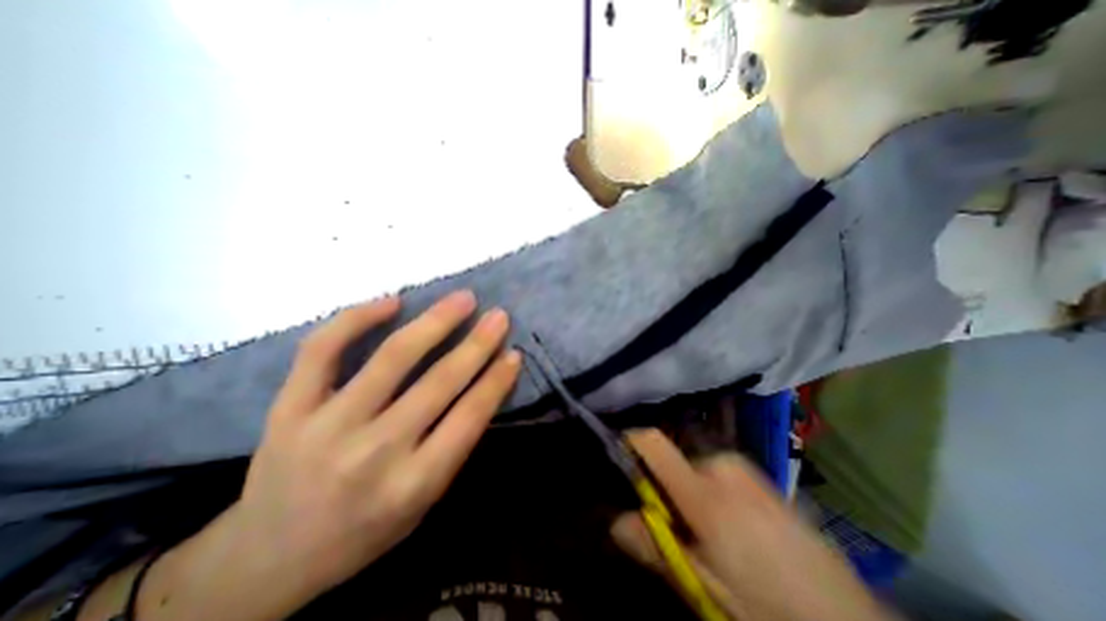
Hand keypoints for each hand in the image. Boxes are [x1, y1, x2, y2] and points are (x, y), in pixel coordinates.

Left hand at [121, 292, 519, 620]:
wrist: (267, 559)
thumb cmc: (364, 530)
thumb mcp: (423, 503)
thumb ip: (453, 446)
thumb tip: (483, 386)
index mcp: (413, 484)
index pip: (469, 418)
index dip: (496, 381)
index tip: (514, 352)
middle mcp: (373, 453)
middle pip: (439, 382)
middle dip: (477, 344)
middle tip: (497, 316)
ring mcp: (326, 426)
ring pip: (392, 358)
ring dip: (435, 322)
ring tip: (462, 299)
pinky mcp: (288, 408)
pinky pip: (322, 351)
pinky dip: (357, 319)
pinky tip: (392, 301)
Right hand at [609, 429, 891, 619]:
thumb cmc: (767, 609)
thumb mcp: (703, 587)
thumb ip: (655, 547)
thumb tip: (615, 521)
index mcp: (704, 492)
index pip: (652, 442)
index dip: (629, 443)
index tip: (618, 459)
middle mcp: (723, 467)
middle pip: (674, 459)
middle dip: (665, 487)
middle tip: (675, 525)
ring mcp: (748, 470)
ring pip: (697, 467)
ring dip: (690, 491)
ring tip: (709, 533)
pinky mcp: (764, 478)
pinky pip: (721, 472)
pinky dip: (713, 490)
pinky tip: (735, 527)